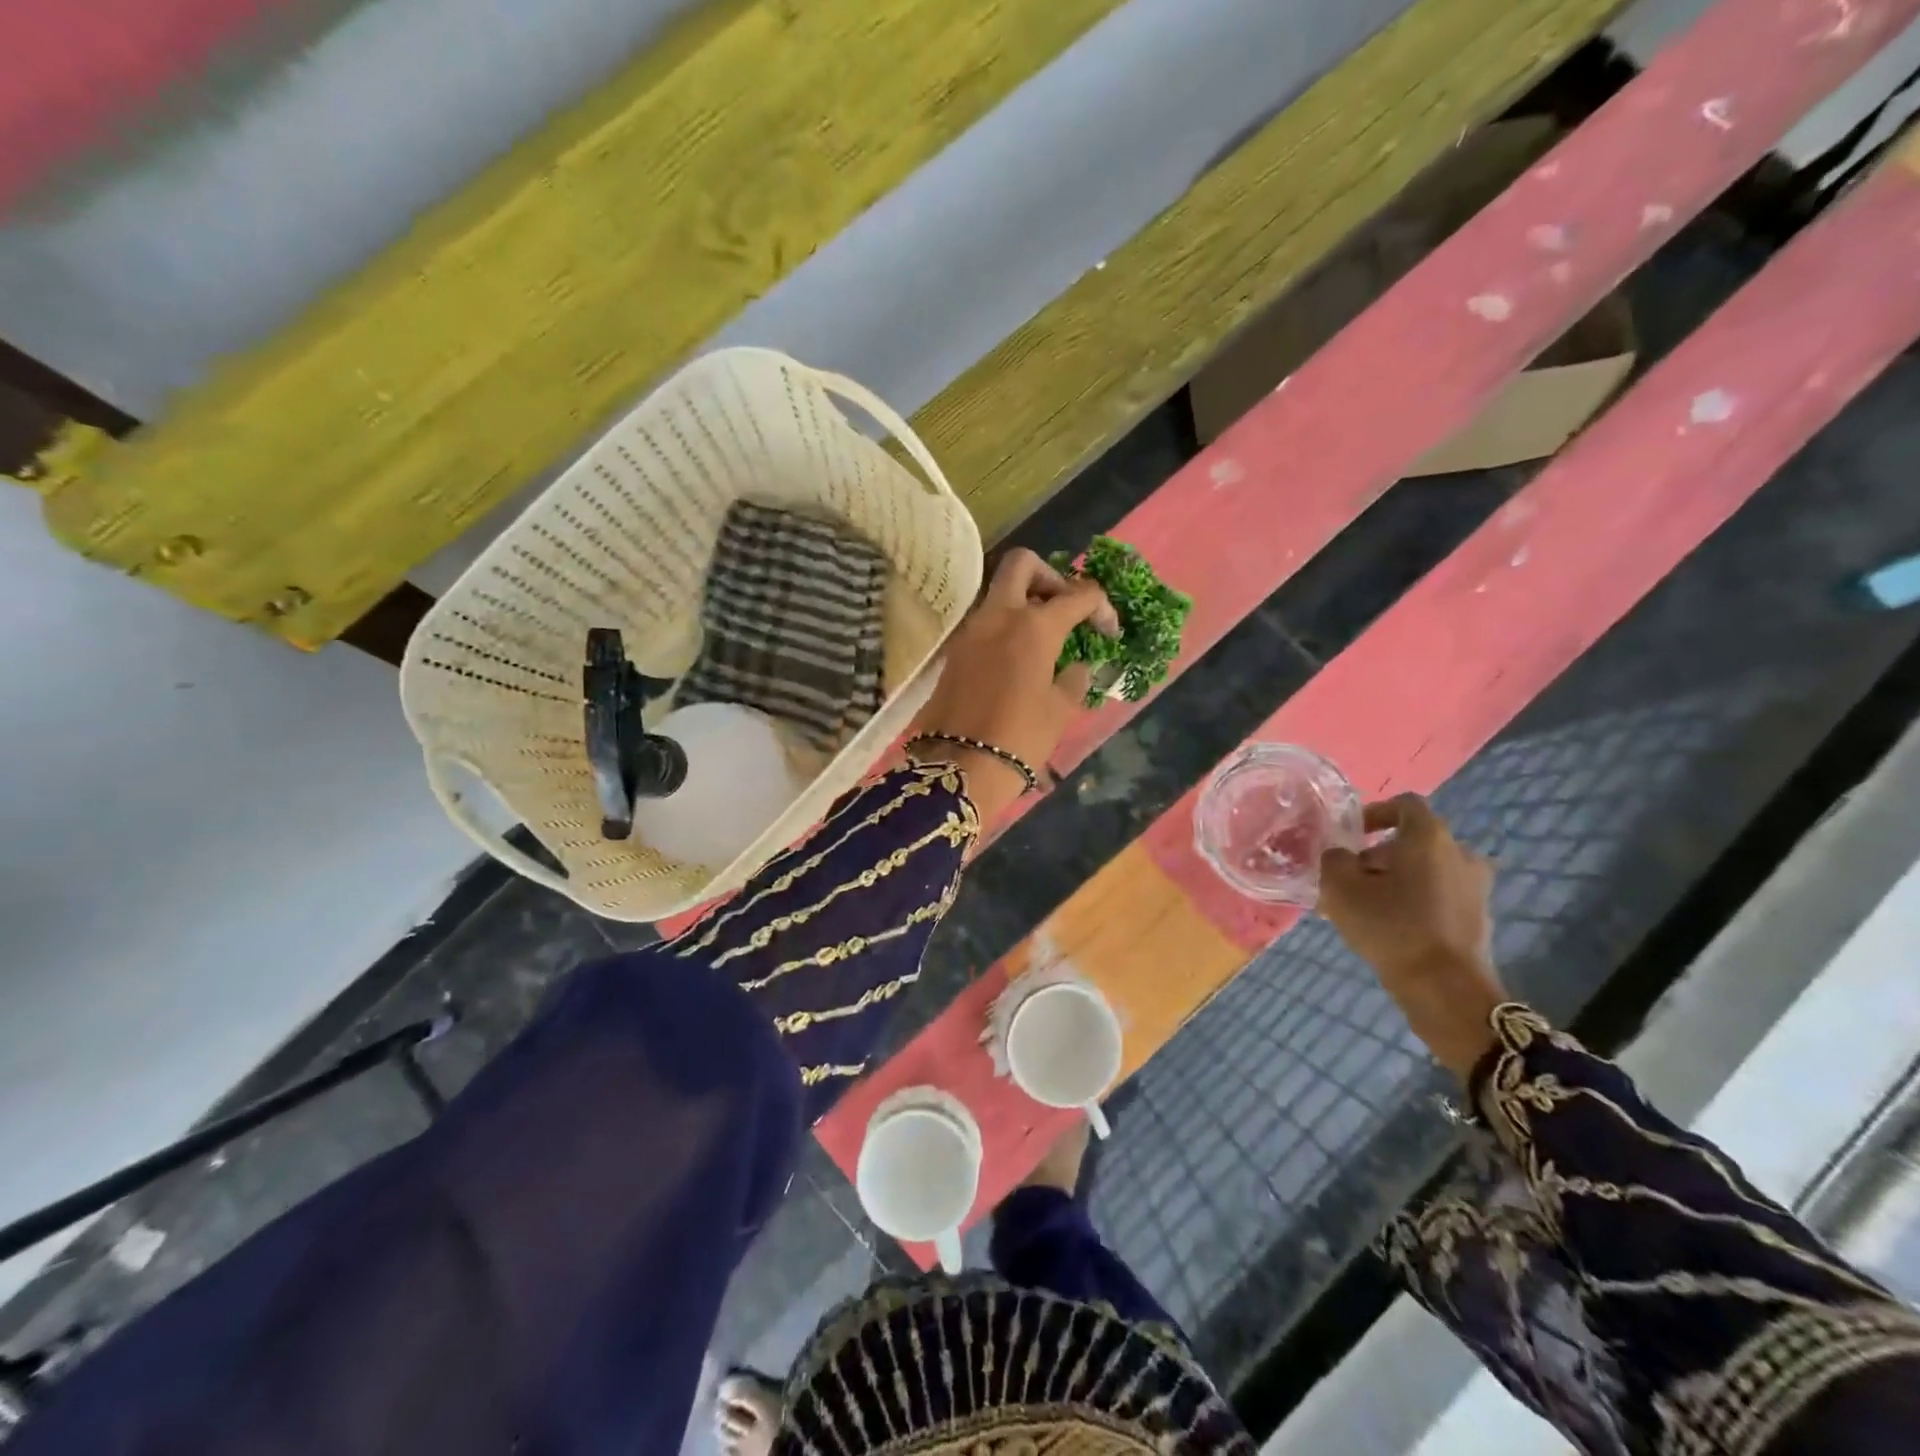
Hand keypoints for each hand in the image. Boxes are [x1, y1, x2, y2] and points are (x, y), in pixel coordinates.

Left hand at [911, 549, 1116, 823]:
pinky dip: (1006, 627)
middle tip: (1065, 610)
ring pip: (1000, 593)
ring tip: (1045, 639)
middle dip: (1051, 577)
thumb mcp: (1059, 711)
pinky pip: (985, 622)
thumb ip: (1073, 678)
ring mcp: (970, 631)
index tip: (1108, 631)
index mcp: (1034, 626)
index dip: (1101, 606)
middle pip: (1023, 565)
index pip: (1078, 595)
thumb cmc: (1019, 740)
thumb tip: (1076, 665)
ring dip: (1025, 602)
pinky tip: (1019, 659)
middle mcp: (998, 616)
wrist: (958, 769)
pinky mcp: (954, 651)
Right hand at [1319, 795, 1505, 1078]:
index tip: (1350, 835)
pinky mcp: (1478, 917)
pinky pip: (1440, 896)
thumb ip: (1333, 860)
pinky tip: (1390, 926)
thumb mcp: (1341, 888)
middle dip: (1379, 854)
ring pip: (1426, 870)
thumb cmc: (1391, 926)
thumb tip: (1339, 855)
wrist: (1445, 988)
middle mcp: (1459, 853)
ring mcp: (1475, 887)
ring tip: (1366, 905)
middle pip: (1414, 840)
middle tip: (1350, 878)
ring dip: (1397, 879)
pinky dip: (1415, 901)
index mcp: (1429, 837)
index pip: (1404, 805)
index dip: (1374, 813)